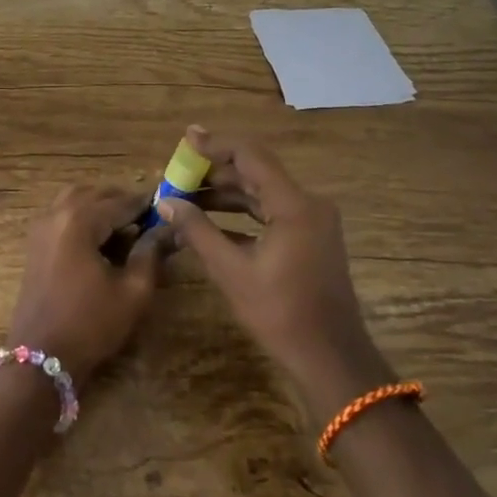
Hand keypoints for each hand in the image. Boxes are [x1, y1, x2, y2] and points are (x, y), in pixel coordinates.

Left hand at [7, 185, 169, 385]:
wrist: (40, 358)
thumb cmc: (91, 325)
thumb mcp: (132, 292)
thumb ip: (151, 253)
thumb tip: (168, 229)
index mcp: (78, 220)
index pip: (120, 201)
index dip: (147, 204)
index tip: (170, 206)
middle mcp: (55, 215)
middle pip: (94, 193)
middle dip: (122, 201)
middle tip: (149, 218)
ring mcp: (40, 229)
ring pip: (74, 200)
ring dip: (101, 206)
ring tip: (128, 228)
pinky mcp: (35, 245)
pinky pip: (62, 216)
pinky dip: (83, 217)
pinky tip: (103, 241)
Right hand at [155, 127, 392, 419]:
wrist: (330, 357)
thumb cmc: (281, 314)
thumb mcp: (232, 271)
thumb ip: (198, 231)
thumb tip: (165, 203)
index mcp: (294, 205)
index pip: (251, 156)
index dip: (216, 144)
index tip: (186, 139)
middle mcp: (308, 203)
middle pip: (256, 172)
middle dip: (215, 172)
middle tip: (178, 175)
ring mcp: (312, 221)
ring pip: (262, 193)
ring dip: (226, 194)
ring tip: (186, 197)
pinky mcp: (310, 237)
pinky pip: (271, 213)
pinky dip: (242, 214)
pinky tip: (210, 223)